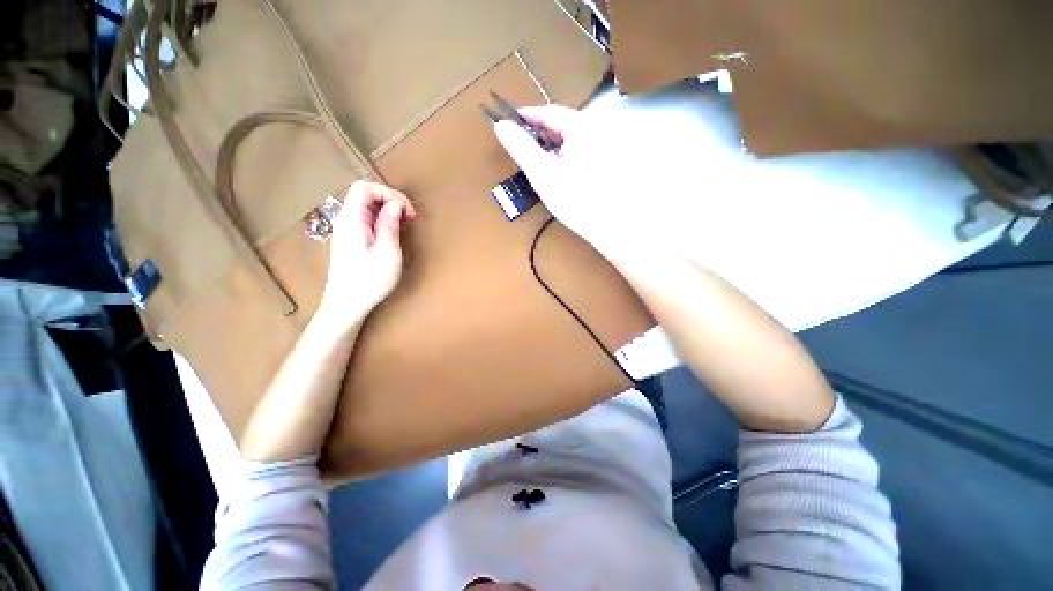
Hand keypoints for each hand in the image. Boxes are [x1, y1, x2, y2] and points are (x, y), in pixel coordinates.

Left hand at [319, 181, 415, 322]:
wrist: (346, 304)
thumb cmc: (369, 280)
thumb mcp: (387, 252)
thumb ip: (389, 225)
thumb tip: (395, 205)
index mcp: (352, 220)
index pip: (364, 187)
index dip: (388, 192)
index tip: (407, 211)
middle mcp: (346, 220)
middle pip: (365, 194)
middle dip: (391, 200)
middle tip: (409, 218)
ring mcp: (346, 230)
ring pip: (366, 207)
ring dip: (388, 210)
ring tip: (404, 225)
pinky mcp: (350, 240)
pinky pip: (366, 219)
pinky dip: (382, 220)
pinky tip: (392, 234)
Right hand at [493, 105, 647, 255]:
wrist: (613, 227)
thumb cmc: (576, 200)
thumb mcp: (543, 174)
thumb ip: (522, 148)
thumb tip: (501, 125)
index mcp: (582, 125)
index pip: (549, 112)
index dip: (527, 116)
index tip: (507, 121)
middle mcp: (597, 129)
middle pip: (562, 124)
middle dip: (539, 134)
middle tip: (520, 146)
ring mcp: (606, 146)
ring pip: (571, 139)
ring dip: (552, 147)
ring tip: (537, 162)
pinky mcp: (609, 162)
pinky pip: (581, 151)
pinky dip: (565, 157)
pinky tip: (559, 172)